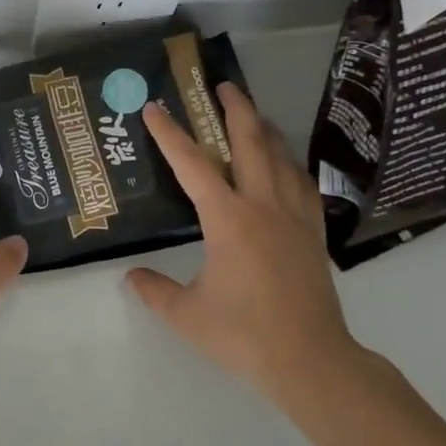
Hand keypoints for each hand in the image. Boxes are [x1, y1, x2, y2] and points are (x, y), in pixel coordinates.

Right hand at [128, 83, 359, 419]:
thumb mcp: (187, 314)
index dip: (170, 133)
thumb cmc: (244, 334)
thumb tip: (132, 277)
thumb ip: (155, 290)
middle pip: (250, 143)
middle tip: (222, 85)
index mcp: (228, 218)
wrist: (312, 361)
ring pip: (281, 158)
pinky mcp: (313, 234)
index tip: (155, 108)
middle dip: (235, 109)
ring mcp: (294, 217)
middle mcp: (263, 206)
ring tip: (253, 115)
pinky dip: (290, 164)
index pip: (192, 164)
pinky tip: (286, 165)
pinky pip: (302, 184)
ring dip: (265, 130)